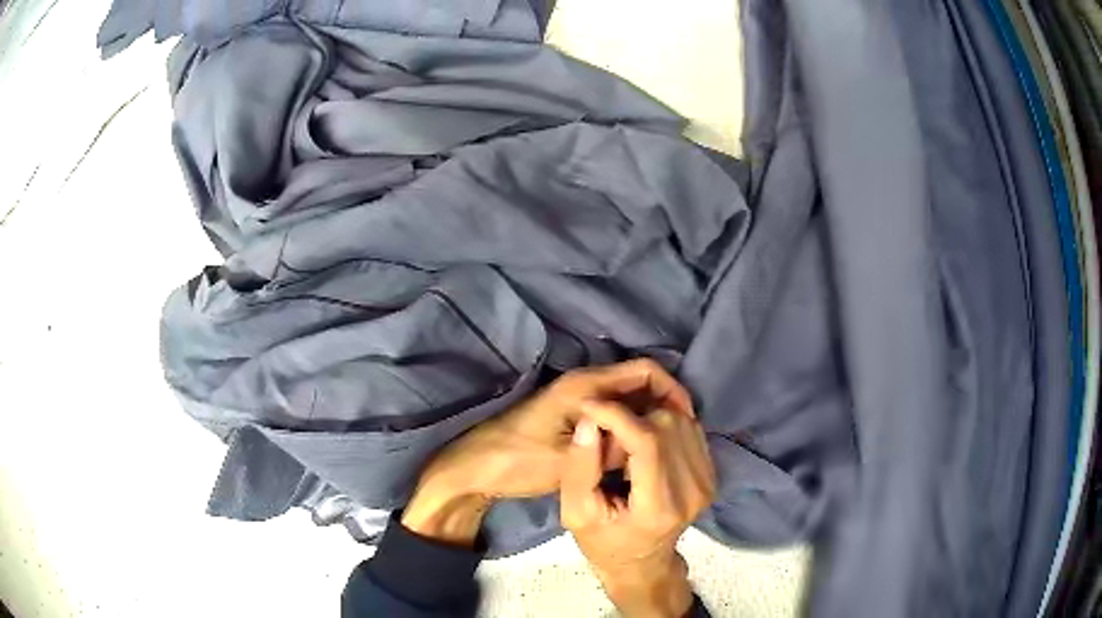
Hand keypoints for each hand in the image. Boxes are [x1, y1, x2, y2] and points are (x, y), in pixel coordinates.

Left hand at [402, 360, 692, 546]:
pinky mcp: (571, 416)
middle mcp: (584, 384)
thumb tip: (651, 440)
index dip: (673, 390)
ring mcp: (577, 399)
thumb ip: (616, 447)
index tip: (688, 420)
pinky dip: (629, 427)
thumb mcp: (572, 459)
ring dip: (647, 418)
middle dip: (663, 406)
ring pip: (625, 400)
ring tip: (664, 447)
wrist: (475, 469)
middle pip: (639, 383)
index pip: (646, 371)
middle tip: (680, 438)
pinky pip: (611, 414)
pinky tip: (636, 451)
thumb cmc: (519, 461)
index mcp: (586, 386)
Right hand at [560, 404, 714, 617]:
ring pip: (682, 420)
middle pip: (667, 425)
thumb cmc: (604, 542)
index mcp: (659, 507)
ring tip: (624, 437)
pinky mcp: (711, 473)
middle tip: (605, 432)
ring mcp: (707, 481)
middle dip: (630, 417)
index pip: (648, 442)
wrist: (642, 562)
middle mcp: (693, 491)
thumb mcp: (576, 513)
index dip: (617, 415)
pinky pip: (690, 428)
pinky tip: (644, 437)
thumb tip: (589, 421)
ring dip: (647, 417)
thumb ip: (579, 468)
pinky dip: (664, 423)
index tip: (589, 406)